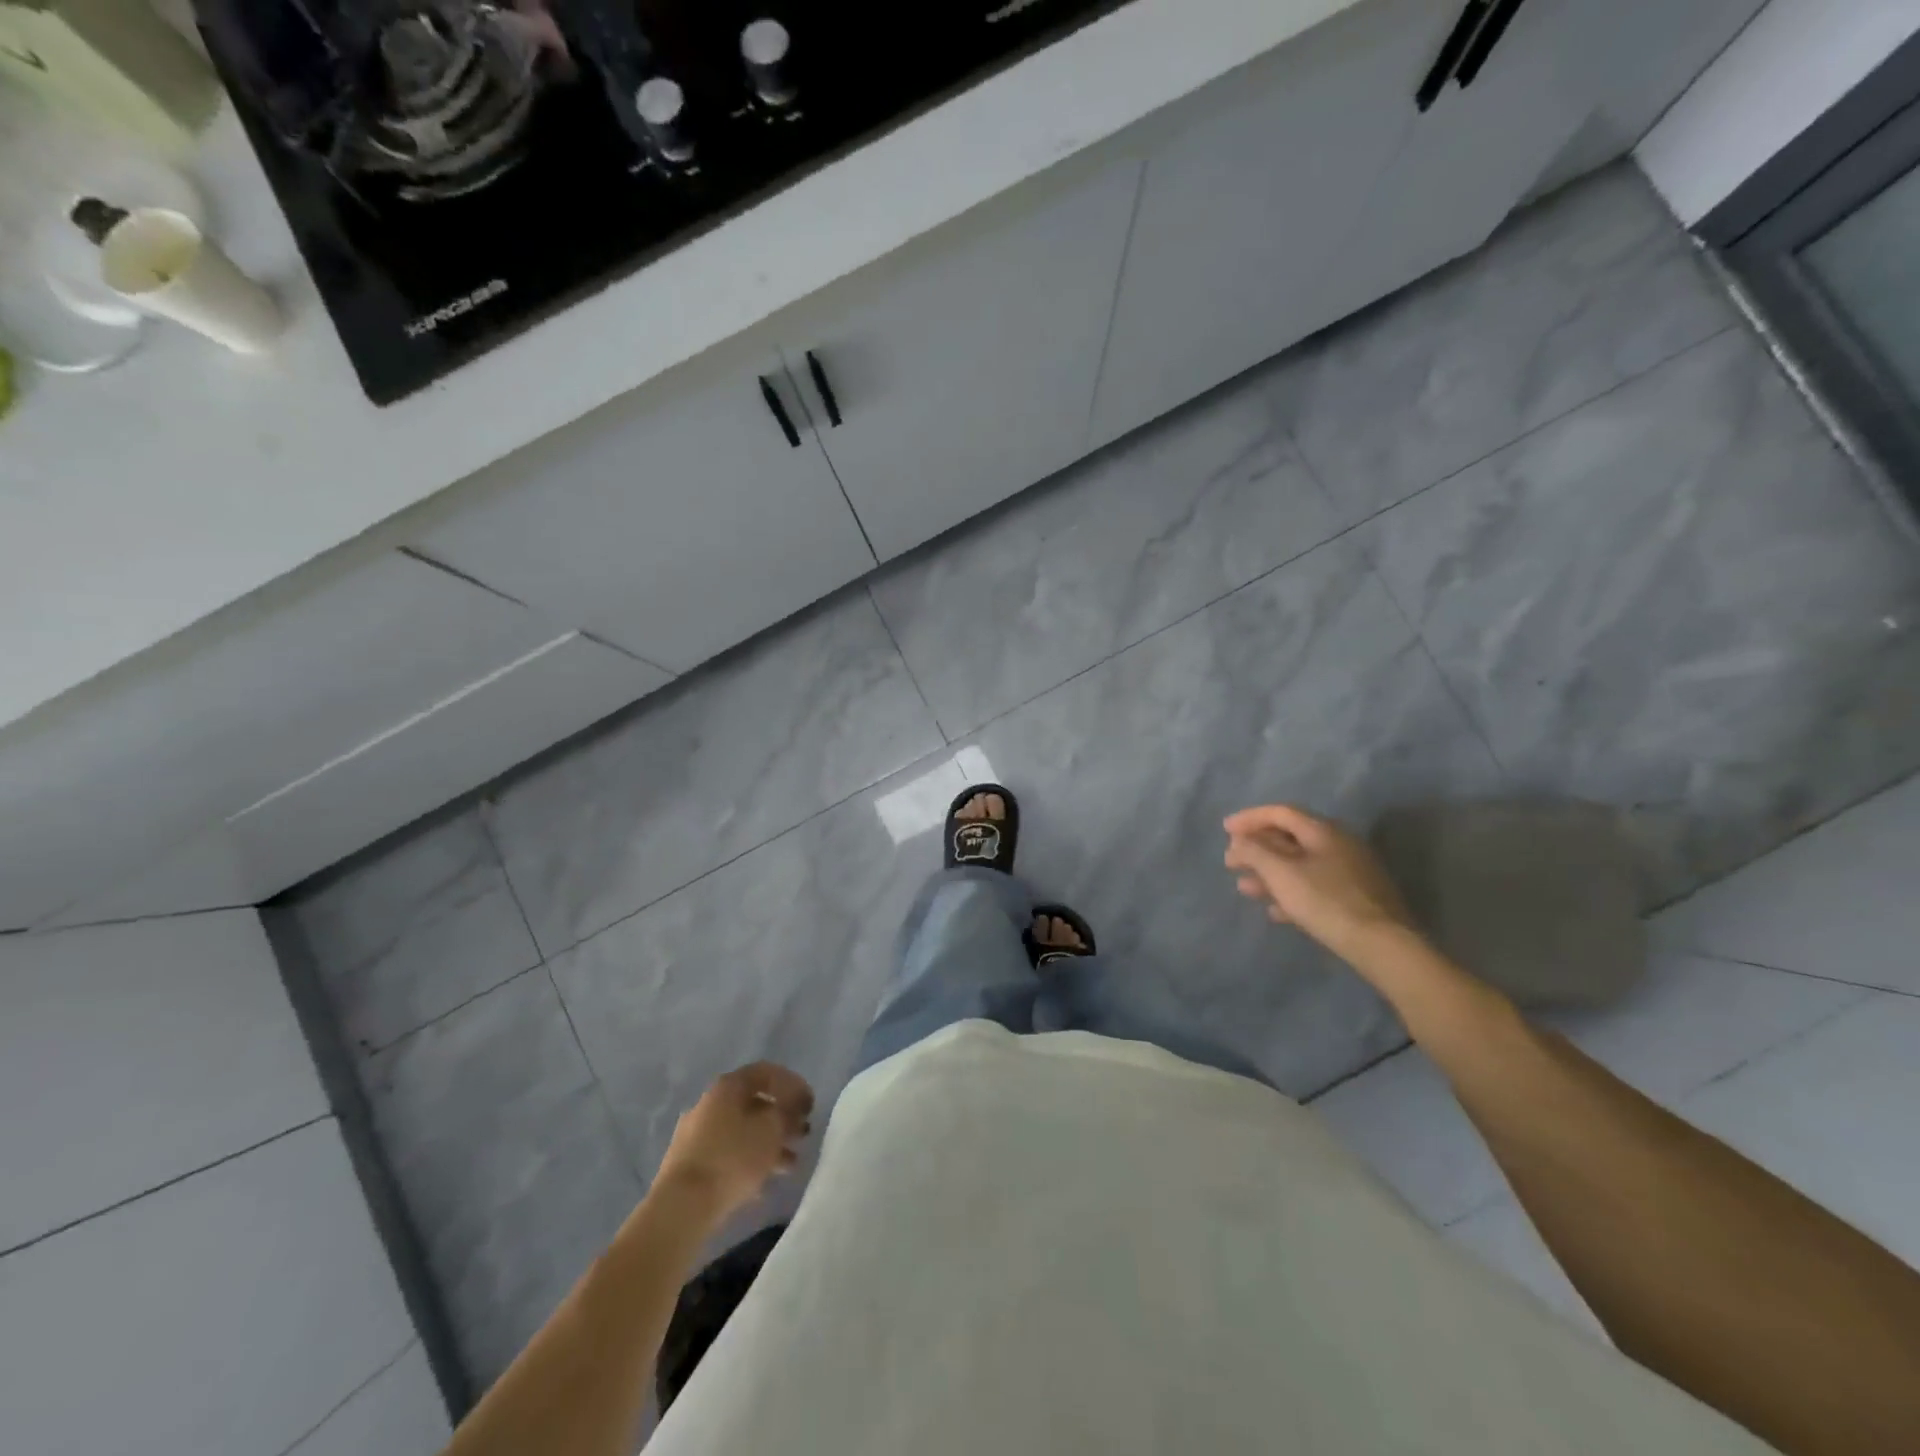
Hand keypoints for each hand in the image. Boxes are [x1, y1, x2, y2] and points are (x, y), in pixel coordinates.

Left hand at [655, 1062, 814, 1216]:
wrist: (681, 1208)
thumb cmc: (733, 1158)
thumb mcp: (772, 1129)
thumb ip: (788, 1112)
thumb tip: (792, 1109)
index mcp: (728, 1086)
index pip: (767, 1073)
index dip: (793, 1085)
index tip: (810, 1105)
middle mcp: (710, 1103)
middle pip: (754, 1103)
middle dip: (782, 1118)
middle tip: (803, 1134)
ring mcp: (696, 1134)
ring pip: (742, 1131)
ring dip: (769, 1143)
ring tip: (791, 1164)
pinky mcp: (690, 1165)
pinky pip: (728, 1155)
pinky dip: (750, 1163)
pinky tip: (766, 1184)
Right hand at [1223, 804, 1416, 955]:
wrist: (1383, 945)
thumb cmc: (1326, 901)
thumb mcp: (1281, 872)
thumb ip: (1254, 851)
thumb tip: (1239, 841)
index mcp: (1323, 831)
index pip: (1280, 813)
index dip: (1250, 818)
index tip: (1224, 829)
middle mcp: (1338, 845)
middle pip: (1289, 839)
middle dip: (1256, 849)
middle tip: (1230, 862)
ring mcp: (1350, 873)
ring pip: (1300, 865)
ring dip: (1269, 873)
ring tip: (1245, 888)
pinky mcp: (1356, 900)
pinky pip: (1314, 888)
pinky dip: (1290, 893)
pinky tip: (1275, 911)